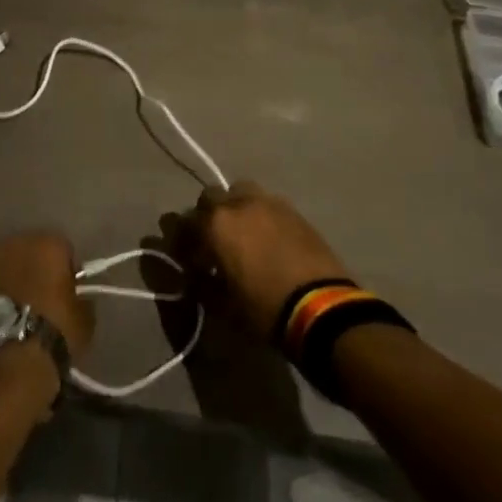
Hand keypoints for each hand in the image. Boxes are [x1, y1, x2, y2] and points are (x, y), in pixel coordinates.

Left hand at [0, 231, 94, 356]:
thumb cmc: (49, 341)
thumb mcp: (83, 325)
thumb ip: (79, 302)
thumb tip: (74, 299)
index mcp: (42, 243)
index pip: (58, 250)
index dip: (59, 275)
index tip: (58, 301)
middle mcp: (2, 242)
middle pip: (14, 255)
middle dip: (17, 277)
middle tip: (21, 312)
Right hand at [186, 182, 352, 341]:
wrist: (321, 308)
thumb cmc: (264, 309)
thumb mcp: (223, 305)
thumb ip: (201, 282)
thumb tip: (194, 273)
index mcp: (215, 224)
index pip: (183, 222)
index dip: (179, 239)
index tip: (184, 257)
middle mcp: (238, 204)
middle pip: (210, 196)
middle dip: (206, 215)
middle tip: (212, 241)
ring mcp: (268, 202)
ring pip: (240, 192)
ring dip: (235, 208)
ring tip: (242, 234)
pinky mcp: (293, 210)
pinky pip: (267, 204)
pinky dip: (260, 215)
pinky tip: (268, 238)